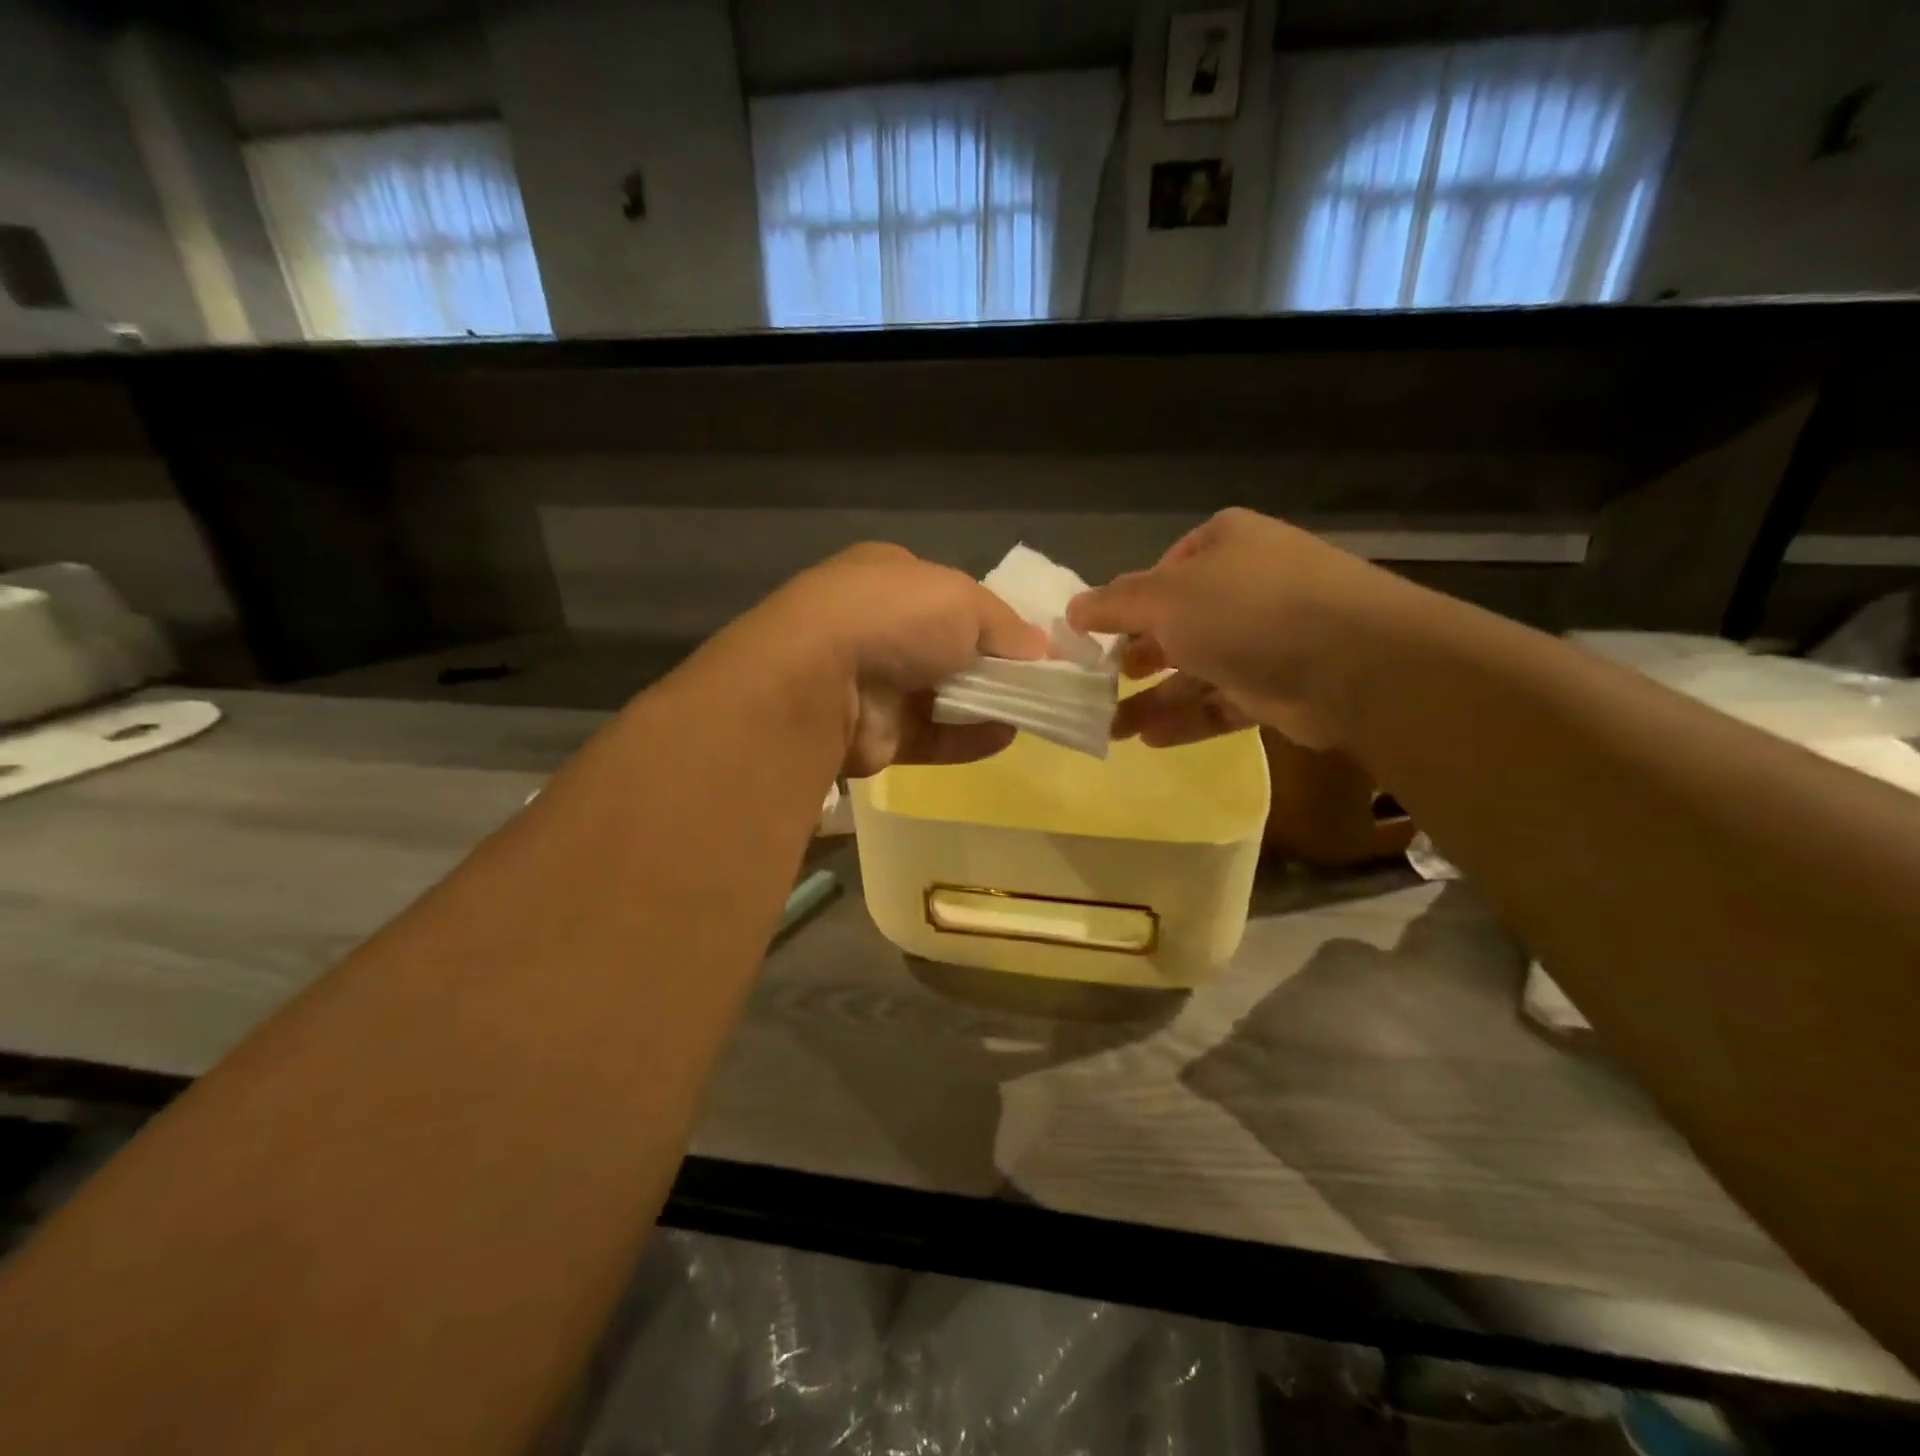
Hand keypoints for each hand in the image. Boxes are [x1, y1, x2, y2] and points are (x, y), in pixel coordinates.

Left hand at [750, 543, 1047, 776]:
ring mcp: (873, 684)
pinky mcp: (875, 735)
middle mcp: (878, 628)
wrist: (821, 681)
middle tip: (1039, 680)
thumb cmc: (895, 617)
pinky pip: (932, 737)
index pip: (949, 595)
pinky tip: (1005, 736)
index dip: (992, 617)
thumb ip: (1006, 625)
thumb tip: (1041, 648)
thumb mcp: (964, 600)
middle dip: (991, 664)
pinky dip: (968, 738)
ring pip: (941, 696)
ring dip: (985, 703)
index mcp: (889, 578)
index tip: (1033, 641)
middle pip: (947, 648)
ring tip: (1032, 710)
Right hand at [1067, 508, 1413, 750]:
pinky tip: (1149, 740)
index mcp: (1223, 546)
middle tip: (1100, 684)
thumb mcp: (1165, 598)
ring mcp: (1265, 638)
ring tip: (1112, 729)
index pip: (1160, 572)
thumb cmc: (1246, 611)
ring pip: (1195, 669)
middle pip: (1176, 624)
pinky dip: (1187, 719)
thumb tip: (1073, 609)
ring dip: (1153, 698)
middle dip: (1135, 658)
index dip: (1124, 605)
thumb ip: (1114, 604)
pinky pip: (1221, 702)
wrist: (1353, 663)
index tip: (1092, 638)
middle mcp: (1245, 586)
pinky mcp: (1278, 686)